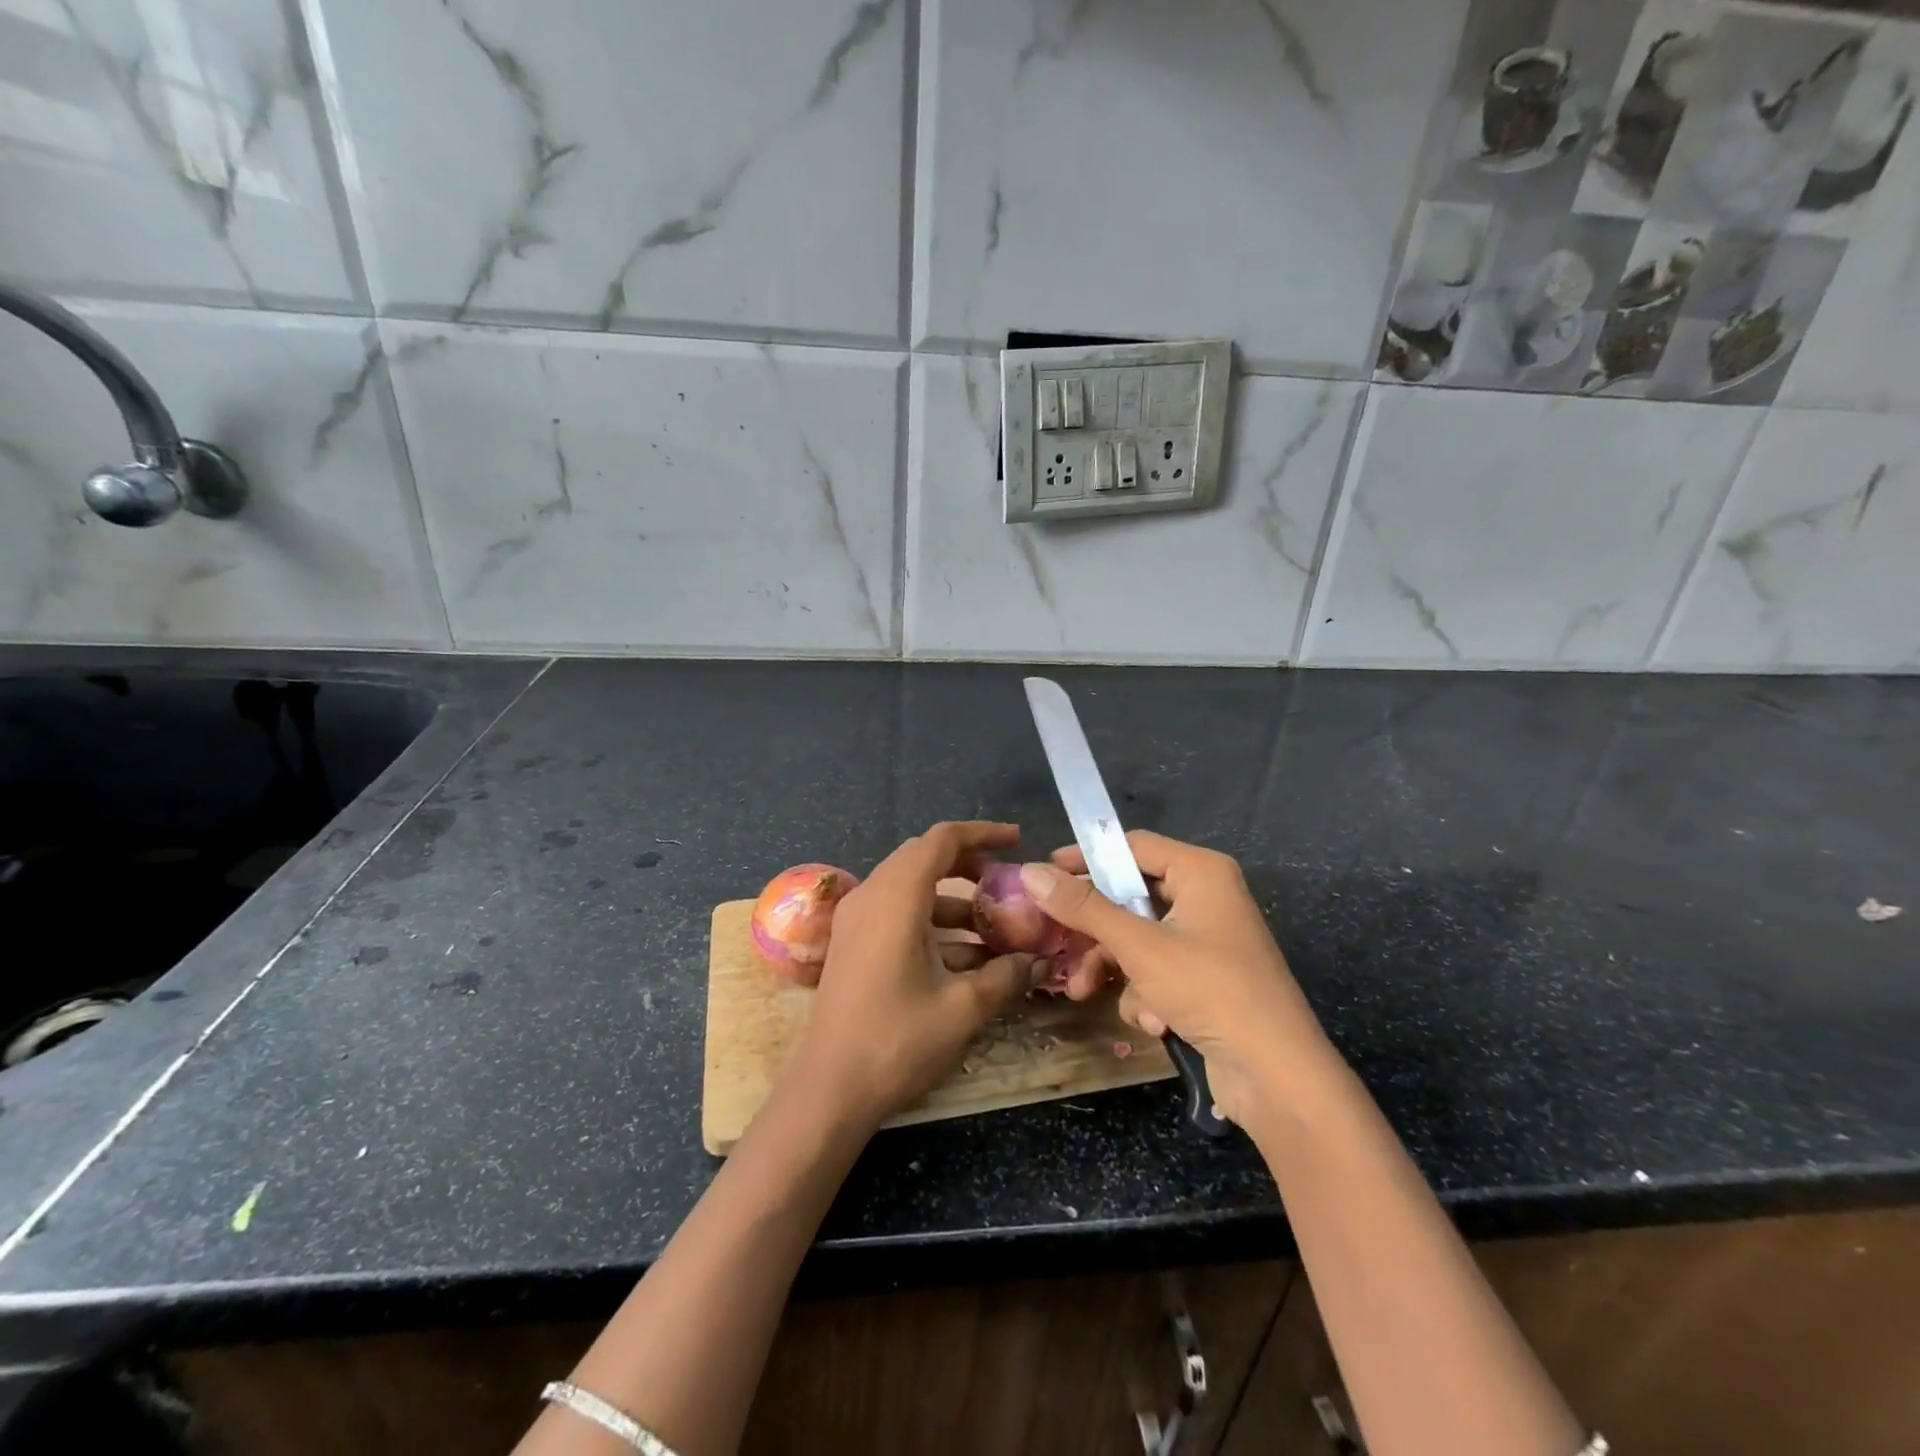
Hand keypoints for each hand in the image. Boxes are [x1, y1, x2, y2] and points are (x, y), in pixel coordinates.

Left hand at [785, 822, 1044, 1131]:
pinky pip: (897, 911)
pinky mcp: (853, 942)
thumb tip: (1039, 961)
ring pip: (911, 886)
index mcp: (896, 897)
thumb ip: (1006, 976)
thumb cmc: (897, 1041)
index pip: (942, 839)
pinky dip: (931, 919)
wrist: (829, 1089)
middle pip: (924, 857)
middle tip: (1007, 881)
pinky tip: (964, 955)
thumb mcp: (963, 1008)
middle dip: (969, 863)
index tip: (1018, 842)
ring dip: (953, 898)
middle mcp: (871, 895)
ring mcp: (857, 919)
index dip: (983, 833)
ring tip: (995, 925)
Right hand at [1018, 834, 1329, 1126]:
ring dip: (1115, 969)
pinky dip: (1146, 993)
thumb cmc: (1210, 990)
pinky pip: (1157, 969)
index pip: (1131, 846)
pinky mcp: (1207, 978)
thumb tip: (1030, 872)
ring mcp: (1208, 940)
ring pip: (1138, 938)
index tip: (1045, 874)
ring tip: (1089, 995)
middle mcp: (1206, 897)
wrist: (1277, 1076)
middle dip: (1095, 931)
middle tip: (1056, 945)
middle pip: (1130, 897)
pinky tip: (1153, 1022)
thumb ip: (1084, 908)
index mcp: (1200, 872)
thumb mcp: (1139, 946)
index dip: (1086, 857)